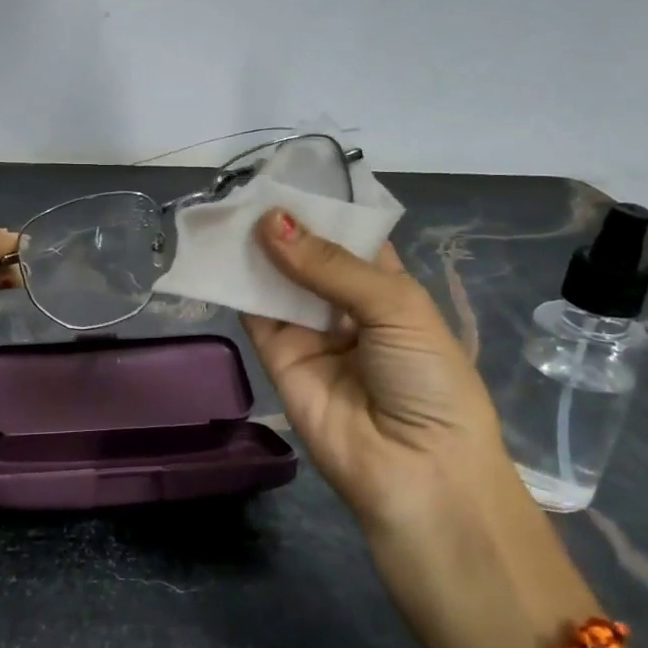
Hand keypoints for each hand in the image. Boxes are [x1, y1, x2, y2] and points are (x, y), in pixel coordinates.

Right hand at [241, 208, 598, 647]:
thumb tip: (270, 221)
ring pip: (275, 279)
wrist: (416, 473)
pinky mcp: (277, 356)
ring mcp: (309, 331)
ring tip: (225, 208)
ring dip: (254, 248)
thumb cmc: (429, 381)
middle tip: (245, 185)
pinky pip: (254, 312)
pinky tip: (219, 250)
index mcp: (387, 288)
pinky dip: (236, 283)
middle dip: (282, 223)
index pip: (349, 237)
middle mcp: (344, 305)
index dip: (322, 207)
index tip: (287, 173)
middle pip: (306, 254)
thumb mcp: (396, 308)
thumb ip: (329, 265)